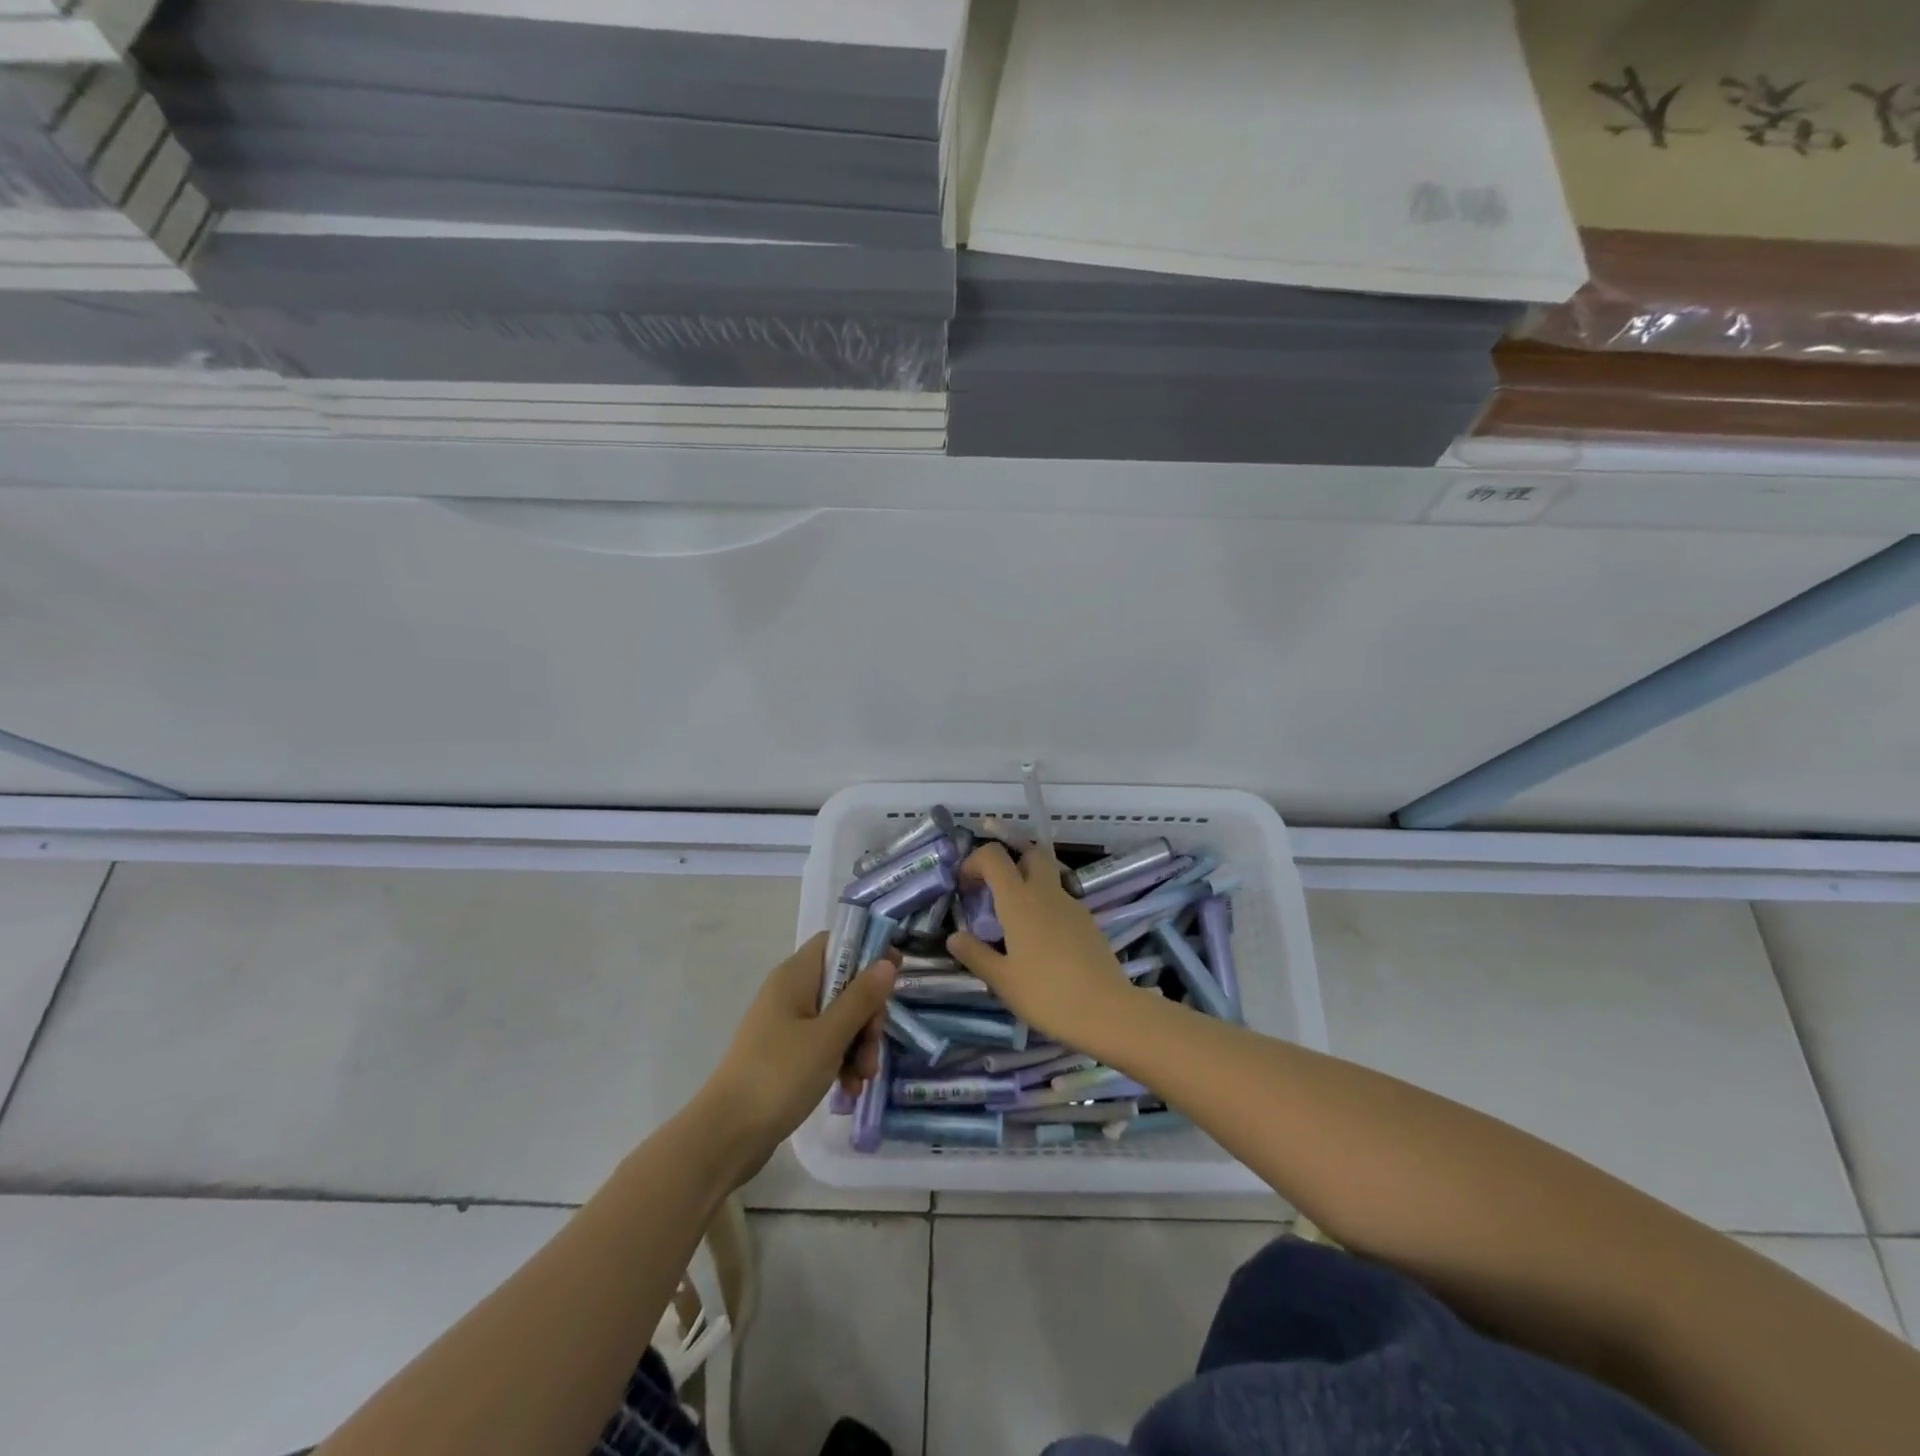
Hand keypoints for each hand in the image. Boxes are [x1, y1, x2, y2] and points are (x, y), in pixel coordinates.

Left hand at [694, 934, 895, 1184]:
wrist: (726, 1135)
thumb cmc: (779, 1075)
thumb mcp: (829, 1036)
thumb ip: (861, 997)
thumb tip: (887, 961)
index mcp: (795, 976)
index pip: (836, 942)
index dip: (867, 951)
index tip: (894, 975)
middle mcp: (791, 992)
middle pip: (844, 984)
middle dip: (867, 1016)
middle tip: (873, 1046)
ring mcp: (787, 1024)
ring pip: (838, 1018)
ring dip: (857, 1045)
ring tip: (863, 1078)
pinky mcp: (786, 1054)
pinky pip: (823, 1044)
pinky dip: (840, 1062)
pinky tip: (848, 1089)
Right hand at [946, 841, 1134, 1047]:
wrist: (1107, 1011)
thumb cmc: (1046, 994)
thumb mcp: (1002, 980)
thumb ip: (975, 954)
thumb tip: (954, 937)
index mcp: (1019, 900)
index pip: (994, 856)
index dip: (974, 861)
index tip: (965, 887)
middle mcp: (1046, 892)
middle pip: (1029, 853)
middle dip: (1009, 862)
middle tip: (994, 892)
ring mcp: (1072, 904)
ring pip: (1048, 875)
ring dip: (1028, 884)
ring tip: (1014, 921)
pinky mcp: (1088, 921)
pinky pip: (1061, 899)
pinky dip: (1046, 905)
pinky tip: (1041, 941)